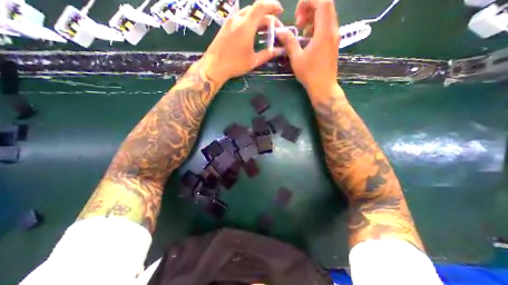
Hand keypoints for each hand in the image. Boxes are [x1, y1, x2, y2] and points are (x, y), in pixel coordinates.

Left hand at [200, 0, 284, 84]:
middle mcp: (238, 19)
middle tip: (273, 28)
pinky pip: (240, 18)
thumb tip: (279, 51)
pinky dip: (249, 22)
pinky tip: (251, 32)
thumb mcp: (253, 61)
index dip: (272, 5)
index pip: (261, 6)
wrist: (214, 66)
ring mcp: (230, 21)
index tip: (280, 11)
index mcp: (246, 25)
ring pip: (247, 13)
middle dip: (267, 16)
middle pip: (255, 10)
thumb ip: (267, 54)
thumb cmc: (235, 64)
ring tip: (263, 30)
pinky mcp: (225, 26)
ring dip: (257, 19)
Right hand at [276, 0, 338, 92]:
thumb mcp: (297, 58)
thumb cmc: (310, 74)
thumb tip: (280, 32)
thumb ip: (289, 42)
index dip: (309, 1)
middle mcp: (333, 30)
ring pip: (327, 16)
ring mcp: (334, 36)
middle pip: (326, 6)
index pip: (323, 1)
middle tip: (298, 22)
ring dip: (313, 18)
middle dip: (310, 8)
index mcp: (324, 31)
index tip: (296, 13)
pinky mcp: (333, 43)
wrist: (323, 87)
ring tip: (301, 31)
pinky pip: (327, 26)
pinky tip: (308, 39)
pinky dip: (317, 27)